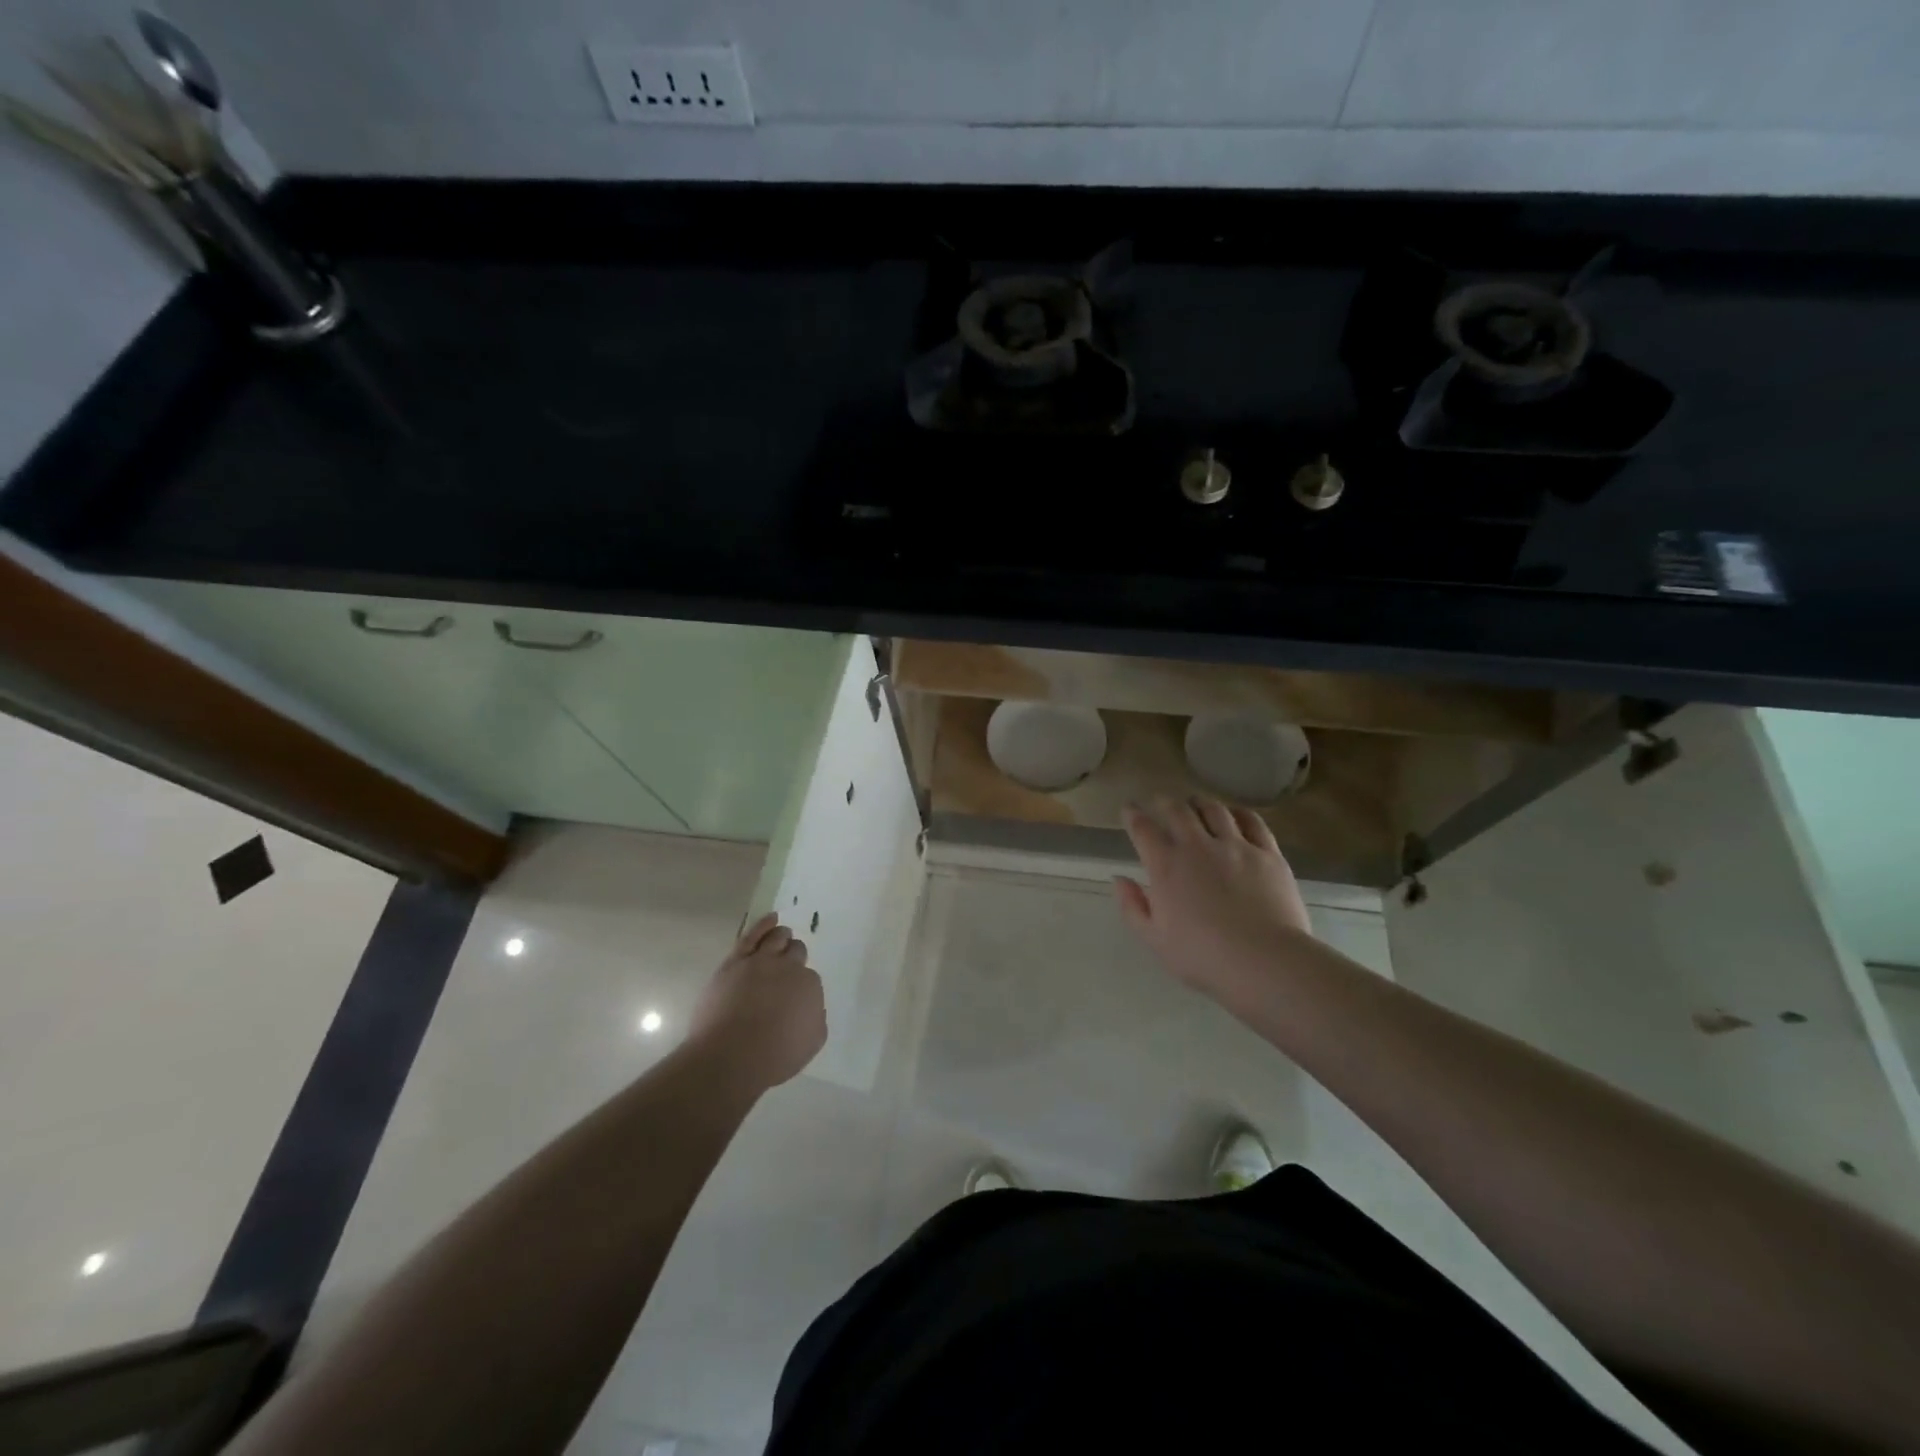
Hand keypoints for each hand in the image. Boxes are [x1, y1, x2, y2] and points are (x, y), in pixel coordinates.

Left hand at [687, 914, 826, 1090]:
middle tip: (788, 966)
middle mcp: (789, 968)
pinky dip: (764, 924)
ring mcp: (761, 961)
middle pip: (796, 952)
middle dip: (794, 957)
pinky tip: (771, 919)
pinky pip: (752, 935)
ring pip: (777, 938)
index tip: (793, 996)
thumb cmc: (774, 1056)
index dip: (801, 985)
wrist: (731, 1056)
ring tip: (782, 935)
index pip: (809, 978)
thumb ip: (815, 1018)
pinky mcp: (735, 961)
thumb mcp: (811, 1042)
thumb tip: (810, 1007)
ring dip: (782, 936)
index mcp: (810, 987)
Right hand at [1116, 796, 1313, 1009]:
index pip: (1142, 829)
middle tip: (1160, 801)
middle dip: (1164, 802)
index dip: (1133, 814)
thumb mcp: (1154, 940)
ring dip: (1200, 803)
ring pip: (1214, 810)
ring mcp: (1235, 846)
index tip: (1129, 809)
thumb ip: (1133, 907)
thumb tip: (1120, 879)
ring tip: (1196, 804)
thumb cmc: (1202, 956)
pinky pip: (1253, 822)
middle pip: (1177, 810)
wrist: (1263, 961)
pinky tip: (1235, 815)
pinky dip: (1239, 813)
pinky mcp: (1267, 853)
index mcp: (1165, 866)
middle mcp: (1197, 846)